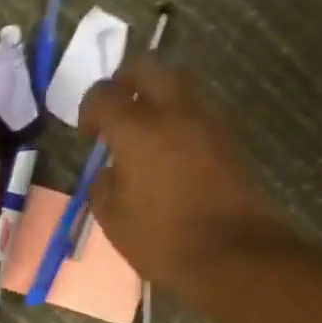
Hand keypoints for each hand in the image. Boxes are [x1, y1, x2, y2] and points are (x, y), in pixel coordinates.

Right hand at [78, 58, 286, 293]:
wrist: (234, 254)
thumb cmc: (163, 240)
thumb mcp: (114, 220)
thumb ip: (103, 186)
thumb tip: (109, 171)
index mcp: (137, 129)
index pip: (104, 95)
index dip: (89, 110)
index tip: (88, 136)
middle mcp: (174, 112)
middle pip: (148, 68)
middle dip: (126, 83)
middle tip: (116, 112)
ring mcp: (207, 122)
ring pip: (179, 83)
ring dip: (157, 96)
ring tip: (144, 131)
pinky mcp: (228, 139)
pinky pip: (197, 111)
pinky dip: (179, 118)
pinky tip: (169, 151)